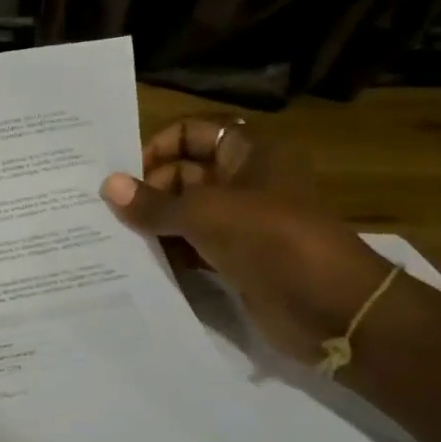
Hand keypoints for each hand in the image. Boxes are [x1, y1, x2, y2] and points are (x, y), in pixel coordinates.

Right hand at [100, 118, 392, 361]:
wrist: (333, 309)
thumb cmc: (270, 239)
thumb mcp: (204, 214)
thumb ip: (153, 203)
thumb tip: (107, 186)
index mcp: (250, 154)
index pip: (193, 132)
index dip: (159, 146)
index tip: (125, 174)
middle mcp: (246, 182)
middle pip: (185, 172)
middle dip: (149, 189)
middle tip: (110, 210)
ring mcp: (244, 222)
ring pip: (186, 212)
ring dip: (155, 222)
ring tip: (115, 234)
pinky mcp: (239, 258)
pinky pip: (194, 246)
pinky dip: (169, 250)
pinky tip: (138, 260)